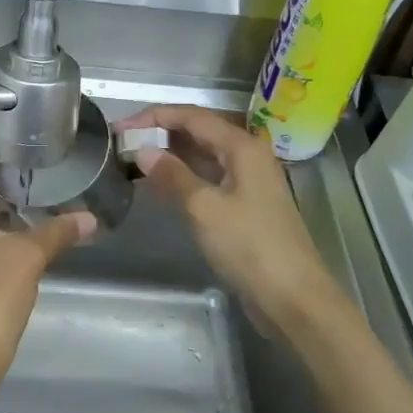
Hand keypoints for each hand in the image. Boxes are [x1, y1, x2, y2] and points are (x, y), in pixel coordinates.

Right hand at [113, 105, 340, 337]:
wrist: (292, 296)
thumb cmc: (249, 245)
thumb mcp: (204, 208)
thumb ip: (172, 175)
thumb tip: (142, 151)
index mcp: (242, 146)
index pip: (192, 116)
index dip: (154, 117)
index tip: (120, 127)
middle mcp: (247, 156)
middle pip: (198, 132)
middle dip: (160, 134)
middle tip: (122, 144)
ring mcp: (247, 181)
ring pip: (202, 156)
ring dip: (169, 156)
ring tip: (133, 161)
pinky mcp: (244, 205)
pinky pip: (207, 179)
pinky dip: (182, 178)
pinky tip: (158, 186)